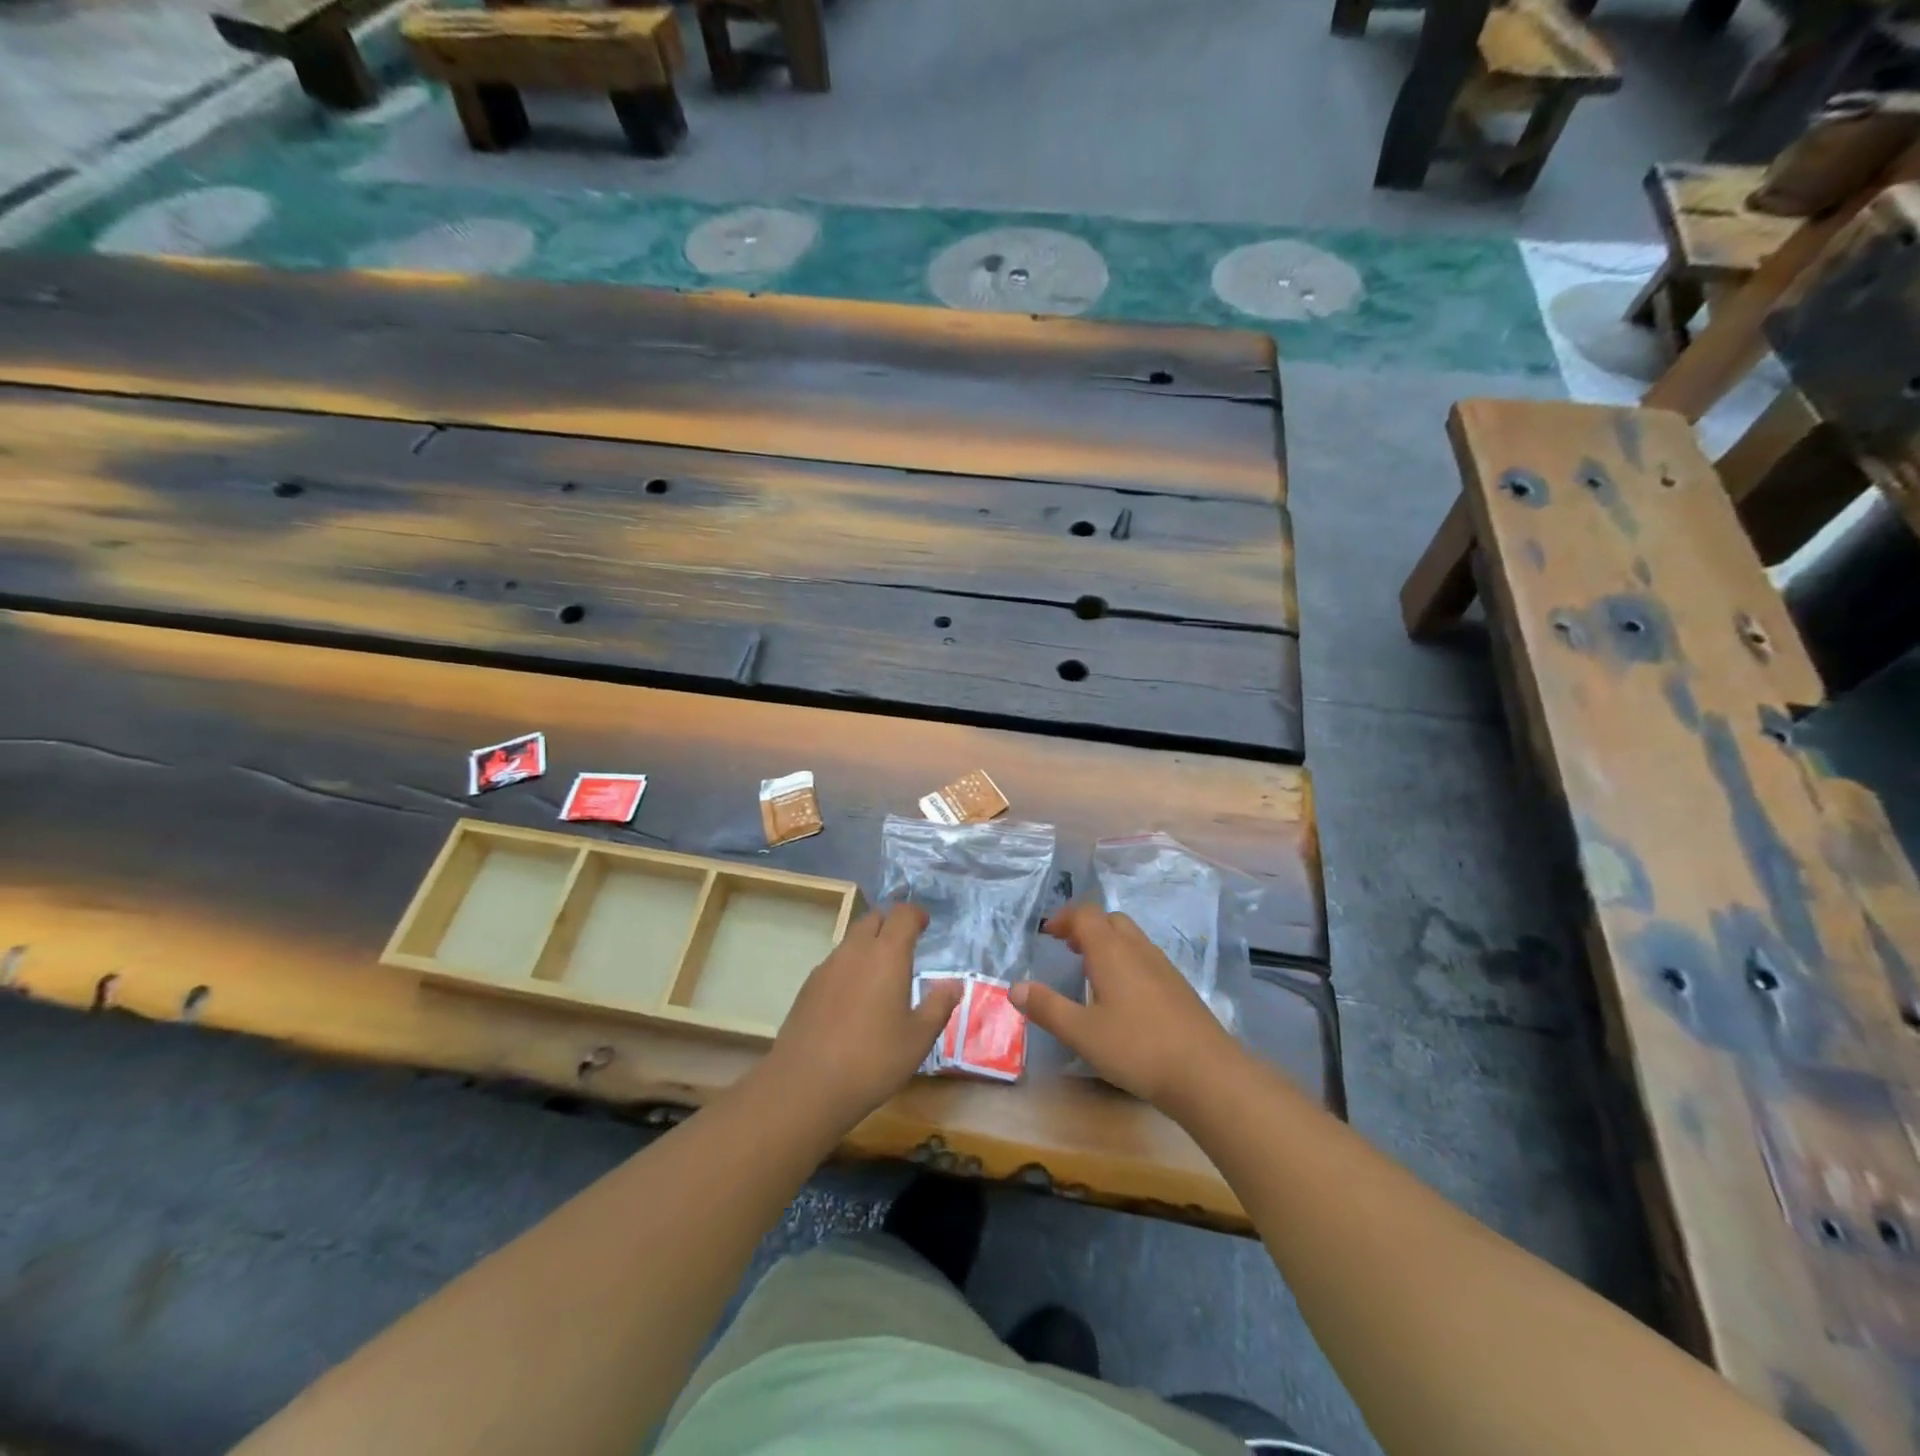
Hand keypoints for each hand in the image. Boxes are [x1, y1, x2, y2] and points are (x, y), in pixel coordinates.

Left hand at [761, 903, 961, 1131]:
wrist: (806, 1085)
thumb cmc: (873, 1060)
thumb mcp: (918, 1038)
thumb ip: (938, 1005)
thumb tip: (954, 984)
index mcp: (887, 955)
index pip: (902, 915)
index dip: (916, 914)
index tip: (925, 925)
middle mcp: (855, 951)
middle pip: (873, 919)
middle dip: (890, 924)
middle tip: (905, 946)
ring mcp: (827, 967)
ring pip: (851, 940)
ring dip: (869, 945)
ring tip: (881, 974)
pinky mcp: (808, 987)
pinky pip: (835, 963)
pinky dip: (850, 967)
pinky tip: (854, 998)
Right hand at [1011, 903, 1241, 1107]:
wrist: (1206, 1072)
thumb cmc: (1137, 1048)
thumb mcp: (1082, 1032)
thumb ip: (1047, 1008)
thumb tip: (1015, 987)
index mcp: (1111, 951)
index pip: (1085, 915)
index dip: (1064, 918)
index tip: (1047, 933)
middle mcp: (1137, 950)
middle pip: (1110, 920)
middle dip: (1086, 927)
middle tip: (1068, 948)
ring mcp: (1163, 967)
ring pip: (1131, 938)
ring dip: (1108, 943)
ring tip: (1091, 970)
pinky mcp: (1178, 987)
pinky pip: (1146, 958)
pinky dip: (1126, 961)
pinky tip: (1123, 996)